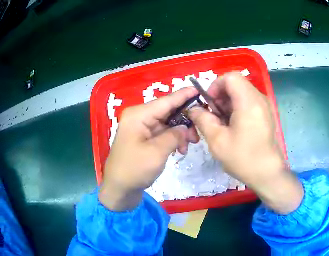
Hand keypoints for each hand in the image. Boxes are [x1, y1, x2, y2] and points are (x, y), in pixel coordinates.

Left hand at [99, 87, 199, 210]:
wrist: (119, 189)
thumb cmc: (134, 169)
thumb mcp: (157, 152)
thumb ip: (174, 135)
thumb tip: (185, 127)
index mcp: (139, 115)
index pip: (166, 101)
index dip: (184, 95)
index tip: (200, 89)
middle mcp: (139, 116)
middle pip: (167, 112)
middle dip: (184, 120)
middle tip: (199, 132)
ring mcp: (139, 127)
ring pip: (166, 123)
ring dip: (179, 132)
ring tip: (190, 145)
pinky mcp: (142, 138)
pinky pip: (161, 133)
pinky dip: (171, 139)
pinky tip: (180, 149)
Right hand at [189, 73, 302, 213]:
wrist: (267, 174)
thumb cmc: (242, 158)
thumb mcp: (216, 139)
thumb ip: (202, 119)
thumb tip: (193, 109)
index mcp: (249, 102)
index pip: (230, 77)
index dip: (215, 86)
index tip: (208, 103)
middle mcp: (260, 99)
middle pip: (236, 84)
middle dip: (219, 96)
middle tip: (212, 115)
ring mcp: (264, 106)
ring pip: (240, 93)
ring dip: (226, 103)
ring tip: (219, 123)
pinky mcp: (265, 114)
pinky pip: (247, 102)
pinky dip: (234, 108)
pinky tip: (230, 126)